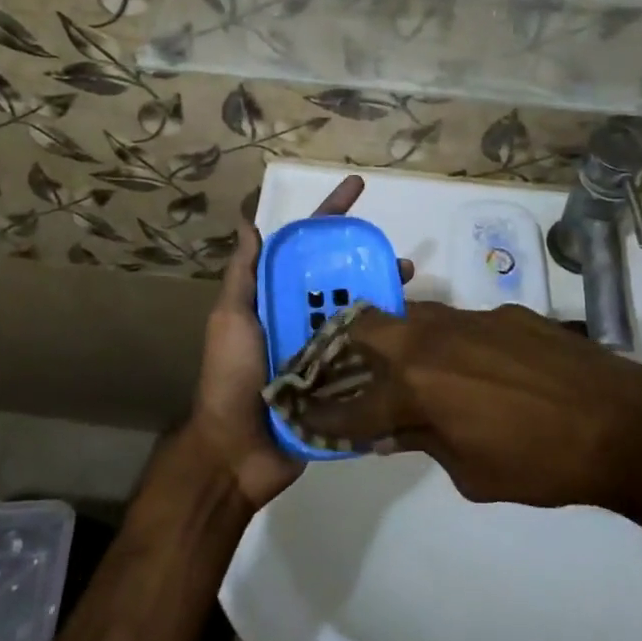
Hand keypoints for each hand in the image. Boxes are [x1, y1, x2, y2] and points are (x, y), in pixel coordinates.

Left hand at [188, 175, 409, 509]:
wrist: (237, 453)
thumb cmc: (231, 378)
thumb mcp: (230, 319)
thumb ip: (243, 275)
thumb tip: (248, 221)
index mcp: (278, 298)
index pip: (308, 247)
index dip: (331, 215)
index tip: (356, 187)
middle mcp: (304, 317)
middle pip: (342, 276)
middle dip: (368, 258)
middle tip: (398, 252)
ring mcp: (324, 349)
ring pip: (361, 309)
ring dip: (384, 292)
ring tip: (410, 283)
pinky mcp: (342, 381)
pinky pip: (369, 351)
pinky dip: (389, 336)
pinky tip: (412, 328)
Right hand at [284, 301, 641, 509]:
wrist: (619, 422)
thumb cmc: (540, 463)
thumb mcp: (472, 474)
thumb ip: (425, 442)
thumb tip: (395, 430)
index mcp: (416, 383)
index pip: (353, 401)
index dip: (325, 414)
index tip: (306, 415)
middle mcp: (431, 338)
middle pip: (367, 323)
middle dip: (346, 346)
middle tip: (350, 371)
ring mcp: (469, 317)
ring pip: (414, 315)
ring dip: (400, 340)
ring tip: (410, 370)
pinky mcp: (504, 311)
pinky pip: (460, 322)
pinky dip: (450, 344)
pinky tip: (476, 371)